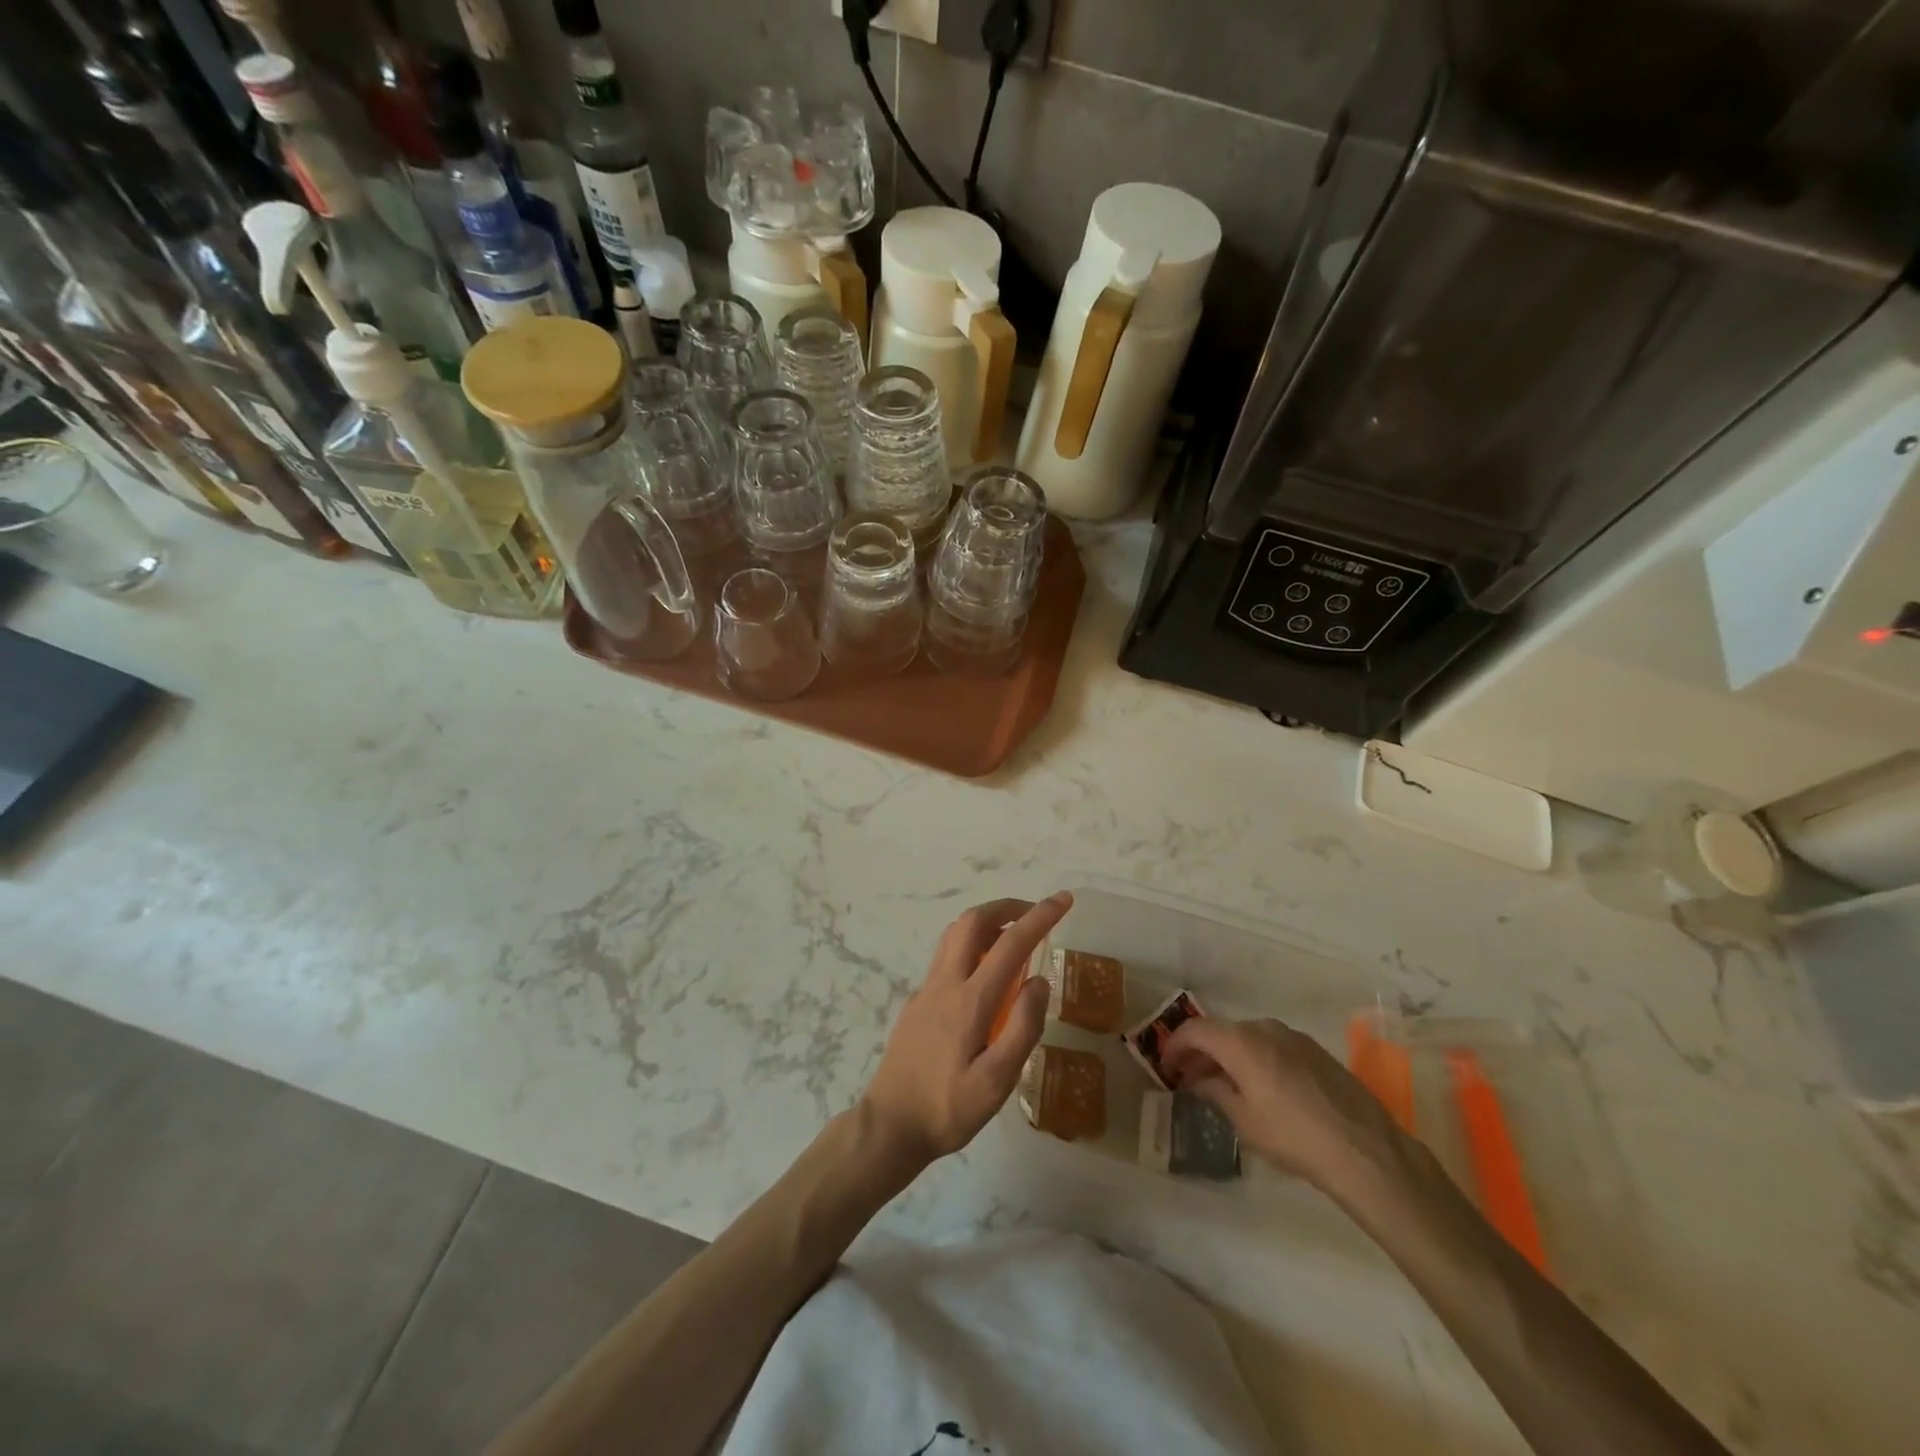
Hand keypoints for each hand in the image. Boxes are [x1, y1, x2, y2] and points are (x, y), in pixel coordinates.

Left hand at [859, 893, 1070, 1165]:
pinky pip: (947, 956)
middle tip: (1036, 914)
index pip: (1010, 943)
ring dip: (987, 921)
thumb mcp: (996, 1082)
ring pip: (955, 934)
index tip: (1063, 900)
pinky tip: (986, 974)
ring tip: (1015, 937)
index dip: (1039, 917)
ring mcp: (926, 989)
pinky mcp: (917, 1001)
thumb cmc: (947, 1109)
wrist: (888, 1126)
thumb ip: (1023, 1029)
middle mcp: (945, 983)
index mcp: (969, 1001)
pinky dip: (972, 945)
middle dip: (1007, 906)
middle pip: (973, 921)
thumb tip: (1039, 980)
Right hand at [1160, 1016, 1405, 1195]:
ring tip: (1226, 1086)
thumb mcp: (1244, 1121)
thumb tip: (1198, 1080)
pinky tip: (1262, 1088)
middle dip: (1202, 1053)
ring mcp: (1294, 1036)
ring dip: (1230, 1056)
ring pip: (1249, 1038)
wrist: (1365, 1150)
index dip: (1175, 1047)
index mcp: (1240, 1042)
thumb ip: (1215, 1092)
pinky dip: (1257, 1059)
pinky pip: (1273, 1046)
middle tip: (1191, 1080)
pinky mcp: (1316, 1050)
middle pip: (1222, 1032)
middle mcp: (1264, 1028)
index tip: (1167, 1069)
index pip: (1194, 1031)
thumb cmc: (1294, 1137)